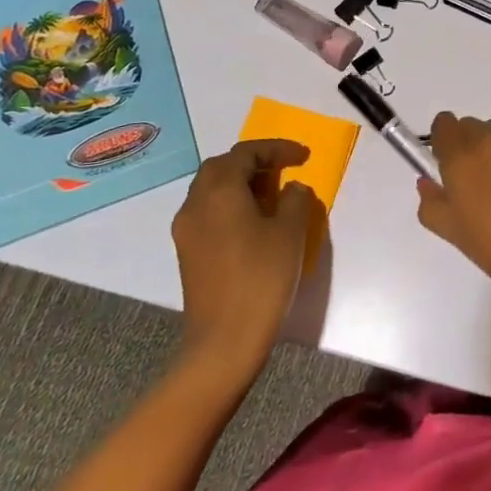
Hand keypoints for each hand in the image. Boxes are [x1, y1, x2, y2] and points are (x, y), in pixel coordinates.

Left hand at [171, 139, 318, 375]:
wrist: (224, 341)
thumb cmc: (262, 278)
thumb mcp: (291, 232)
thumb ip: (295, 199)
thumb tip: (291, 189)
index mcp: (220, 190)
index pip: (246, 152)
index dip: (277, 148)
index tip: (304, 156)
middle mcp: (196, 203)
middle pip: (222, 166)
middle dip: (254, 161)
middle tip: (284, 170)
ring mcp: (187, 229)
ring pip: (211, 189)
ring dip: (241, 183)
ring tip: (273, 195)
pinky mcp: (187, 252)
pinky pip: (208, 211)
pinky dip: (231, 204)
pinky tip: (254, 222)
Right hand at [418, 114, 490, 290]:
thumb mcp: (453, 231)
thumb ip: (431, 202)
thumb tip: (427, 182)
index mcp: (462, 154)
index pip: (443, 124)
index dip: (442, 143)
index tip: (446, 167)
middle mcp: (490, 138)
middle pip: (470, 127)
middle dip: (466, 147)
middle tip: (473, 184)